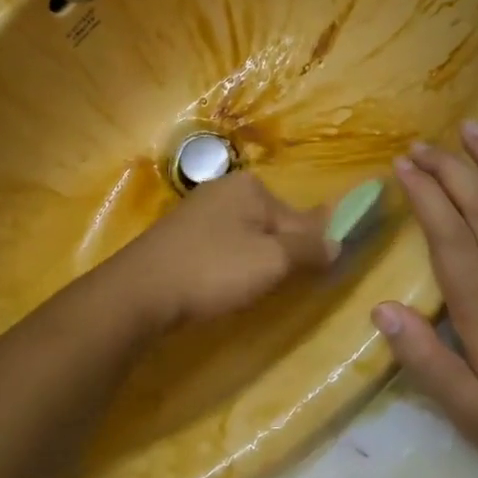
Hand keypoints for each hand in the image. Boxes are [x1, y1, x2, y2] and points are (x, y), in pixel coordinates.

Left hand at [112, 172, 336, 330]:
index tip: (317, 276)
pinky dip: (228, 265)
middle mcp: (224, 188)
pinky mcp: (179, 234)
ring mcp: (198, 209)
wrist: (140, 290)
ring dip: (254, 262)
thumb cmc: (213, 270)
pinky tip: (221, 285)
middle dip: (280, 255)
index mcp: (251, 186)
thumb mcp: (272, 261)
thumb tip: (338, 242)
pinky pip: (221, 246)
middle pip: (273, 224)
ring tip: (247, 291)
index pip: (301, 217)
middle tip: (275, 288)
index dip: (313, 248)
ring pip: (246, 237)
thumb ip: (309, 249)